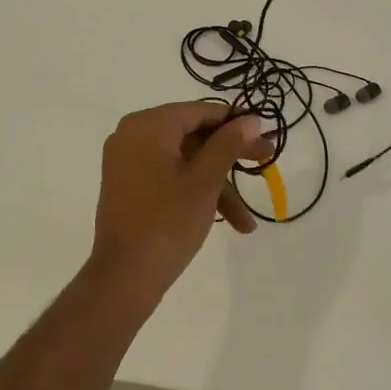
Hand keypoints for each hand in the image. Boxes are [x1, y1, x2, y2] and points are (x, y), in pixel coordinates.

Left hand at [87, 102, 274, 300]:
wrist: (123, 278)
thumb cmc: (167, 221)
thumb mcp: (205, 180)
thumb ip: (229, 144)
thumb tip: (252, 119)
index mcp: (148, 125)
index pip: (199, 111)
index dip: (235, 122)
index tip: (265, 135)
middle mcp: (133, 136)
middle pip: (193, 136)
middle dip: (231, 157)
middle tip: (267, 164)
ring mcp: (128, 162)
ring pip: (184, 162)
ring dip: (217, 187)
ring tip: (247, 222)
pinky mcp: (129, 187)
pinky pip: (169, 177)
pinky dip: (195, 193)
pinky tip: (226, 222)